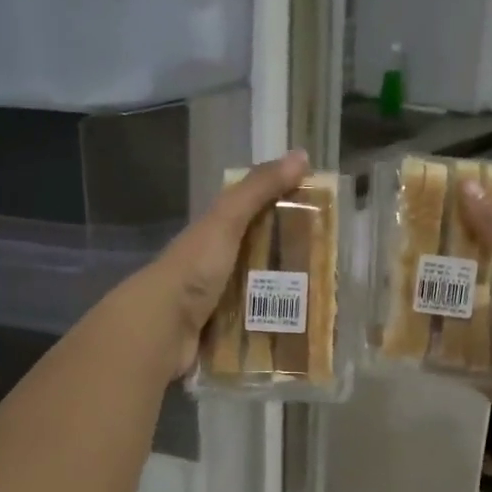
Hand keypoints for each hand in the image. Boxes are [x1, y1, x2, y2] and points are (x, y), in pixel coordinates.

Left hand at [136, 150, 311, 376]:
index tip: (324, 224)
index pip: (256, 218)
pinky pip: (254, 330)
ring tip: (323, 307)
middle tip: (331, 273)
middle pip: (261, 261)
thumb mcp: (226, 221)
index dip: (287, 215)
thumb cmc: (194, 268)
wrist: (160, 328)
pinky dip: (274, 332)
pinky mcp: (221, 336)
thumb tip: (301, 155)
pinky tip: (302, 334)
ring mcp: (217, 303)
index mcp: (215, 236)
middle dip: (292, 265)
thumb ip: (259, 189)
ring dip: (286, 302)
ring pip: (260, 298)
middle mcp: (215, 267)